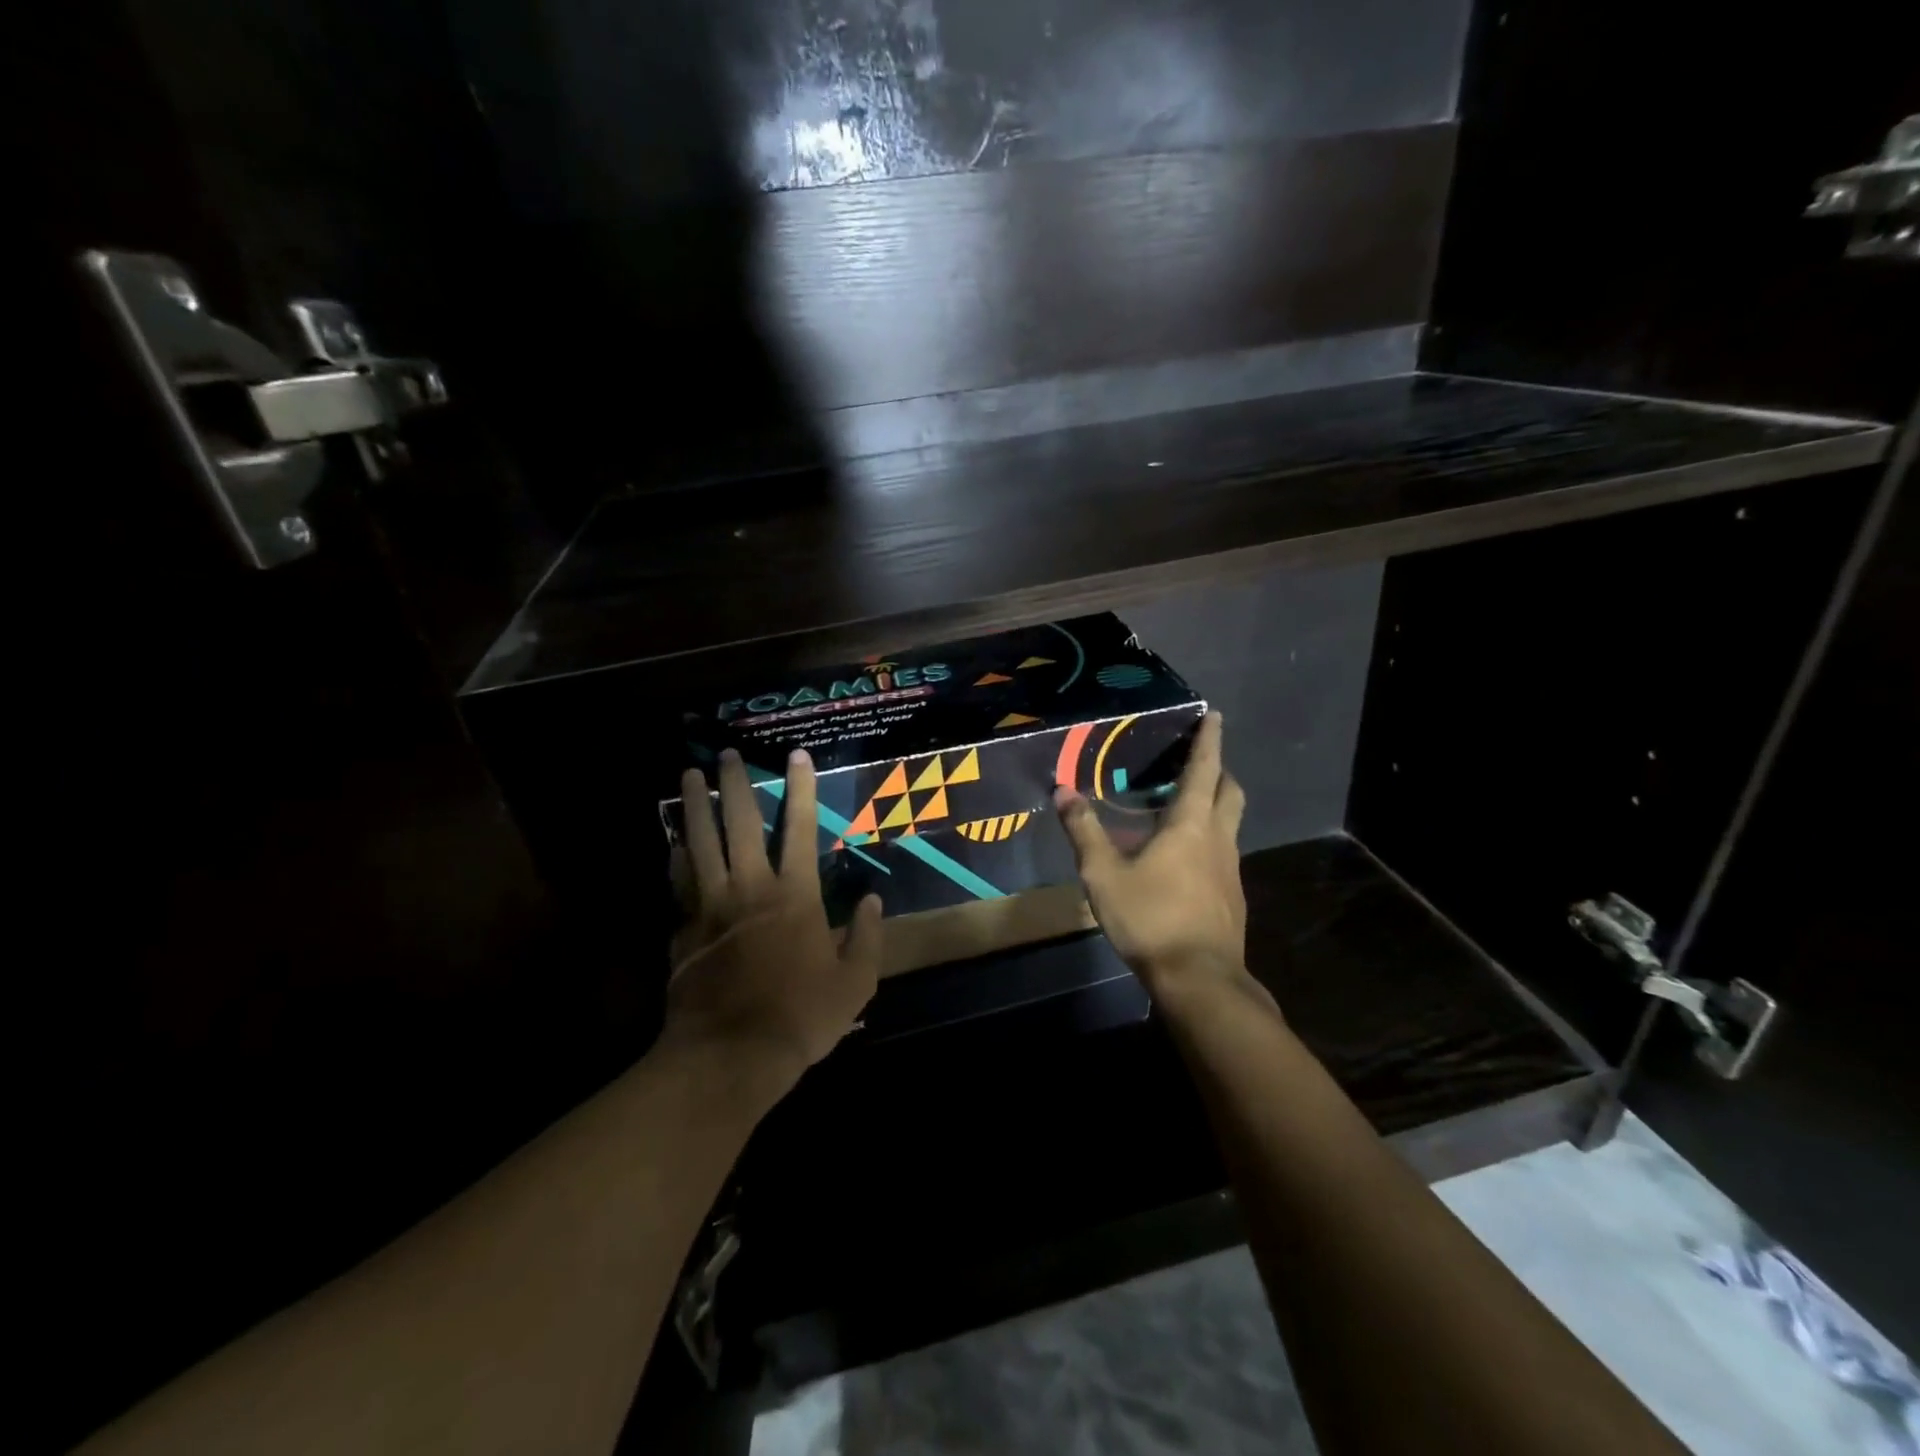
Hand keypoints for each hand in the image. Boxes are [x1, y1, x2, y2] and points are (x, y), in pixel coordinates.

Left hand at [663, 747, 881, 1096]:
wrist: (731, 1054)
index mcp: (795, 896)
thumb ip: (867, 937)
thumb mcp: (855, 982)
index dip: (801, 790)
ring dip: (694, 807)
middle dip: (733, 785)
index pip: (800, 829)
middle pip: (738, 824)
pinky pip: (679, 883)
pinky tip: (674, 842)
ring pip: (700, 844)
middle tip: (726, 754)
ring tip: (687, 776)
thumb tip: (873, 900)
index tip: (797, 756)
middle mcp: (750, 888)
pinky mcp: (683, 930)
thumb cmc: (801, 1016)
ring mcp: (711, 906)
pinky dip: (676, 857)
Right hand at [1055, 711, 1247, 1009]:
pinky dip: (1209, 840)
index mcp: (1190, 825)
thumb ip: (1084, 831)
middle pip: (1229, 792)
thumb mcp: (1103, 874)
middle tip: (1196, 763)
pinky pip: (1224, 853)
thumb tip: (1062, 791)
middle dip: (1218, 770)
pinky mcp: (1232, 897)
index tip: (1215, 715)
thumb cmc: (1150, 918)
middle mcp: (1218, 839)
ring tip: (1183, 807)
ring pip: (1230, 823)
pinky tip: (1184, 860)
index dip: (1209, 740)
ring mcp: (1230, 870)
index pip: (1204, 770)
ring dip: (1214, 805)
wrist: (1199, 979)